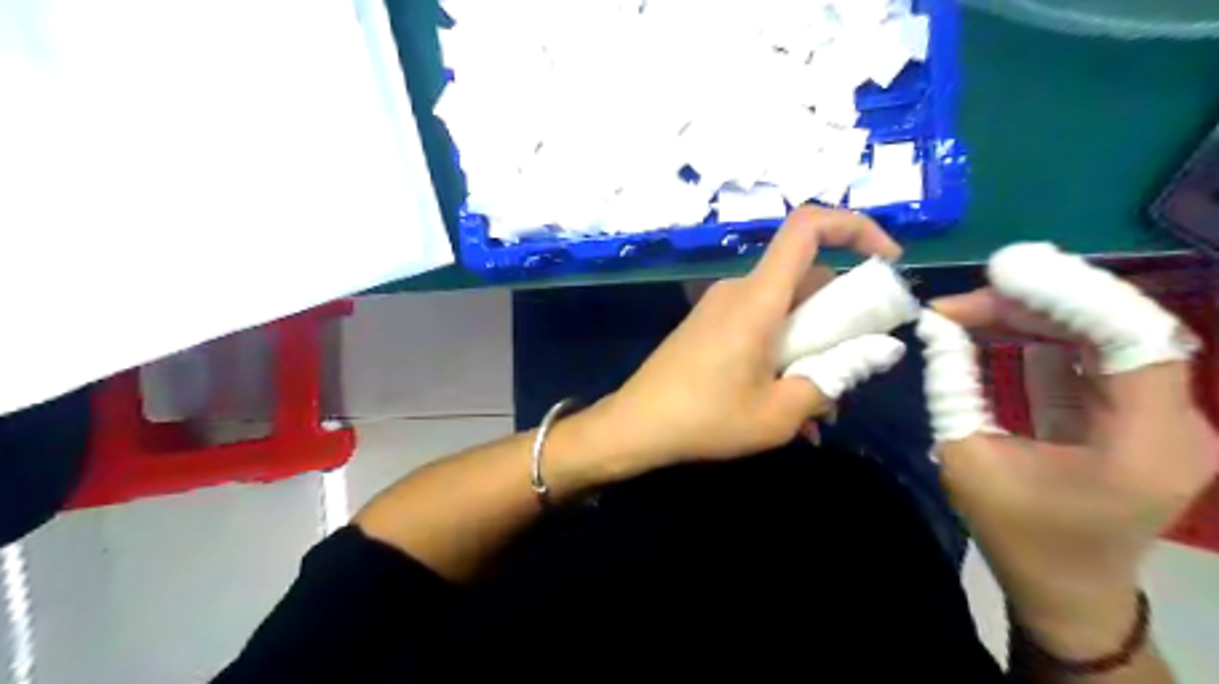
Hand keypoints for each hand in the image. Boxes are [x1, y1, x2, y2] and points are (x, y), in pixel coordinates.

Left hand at [590, 207, 902, 474]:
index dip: (855, 227)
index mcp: (758, 297)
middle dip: (840, 316)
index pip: (807, 226)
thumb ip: (832, 380)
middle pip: (805, 278)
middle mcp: (739, 290)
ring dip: (811, 345)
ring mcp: (720, 307)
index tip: (888, 261)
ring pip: (784, 308)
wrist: (635, 426)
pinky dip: (782, 353)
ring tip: (820, 405)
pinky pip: (760, 325)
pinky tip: (785, 404)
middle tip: (855, 364)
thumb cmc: (705, 418)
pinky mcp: (709, 326)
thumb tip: (876, 355)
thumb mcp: (779, 413)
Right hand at [929, 287, 1214, 652]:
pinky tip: (994, 326)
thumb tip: (936, 327)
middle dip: (1034, 301)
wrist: (1066, 586)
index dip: (1068, 293)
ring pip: (1104, 333)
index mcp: (1145, 442)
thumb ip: (954, 386)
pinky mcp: (1137, 413)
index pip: (1132, 338)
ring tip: (964, 310)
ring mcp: (1162, 414)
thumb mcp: (966, 459)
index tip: (1000, 271)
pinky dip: (1043, 334)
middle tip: (960, 299)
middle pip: (1115, 326)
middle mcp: (1174, 420)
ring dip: (1034, 314)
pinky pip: (1094, 354)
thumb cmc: (1017, 534)